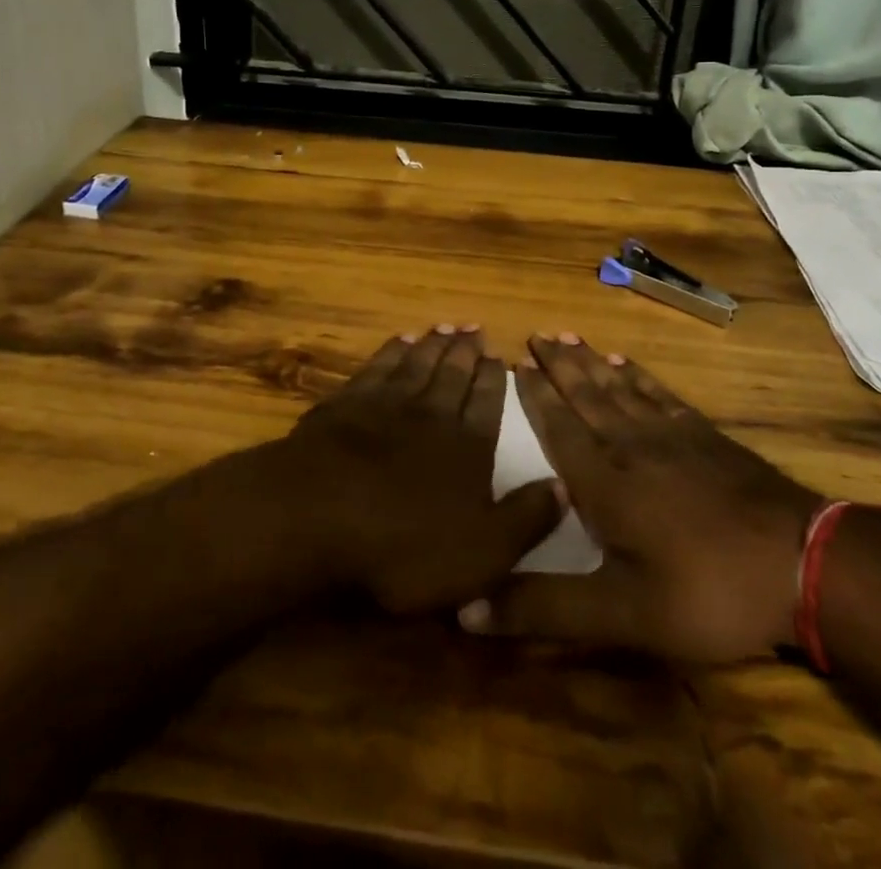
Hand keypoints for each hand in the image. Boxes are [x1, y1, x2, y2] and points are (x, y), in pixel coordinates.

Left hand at [279, 326, 564, 614]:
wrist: (316, 516)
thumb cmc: (404, 546)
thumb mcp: (482, 553)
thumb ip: (526, 519)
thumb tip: (564, 486)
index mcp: (467, 447)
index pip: (488, 403)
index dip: (495, 380)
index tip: (500, 356)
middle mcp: (431, 414)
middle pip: (453, 374)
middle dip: (466, 351)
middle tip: (475, 327)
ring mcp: (385, 403)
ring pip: (417, 363)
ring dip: (433, 345)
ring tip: (445, 327)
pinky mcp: (345, 403)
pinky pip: (377, 366)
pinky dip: (392, 351)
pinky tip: (399, 341)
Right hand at [460, 335, 820, 662]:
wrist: (801, 563)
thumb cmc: (705, 591)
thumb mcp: (620, 615)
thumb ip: (544, 609)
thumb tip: (465, 611)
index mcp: (603, 484)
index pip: (559, 429)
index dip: (536, 397)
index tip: (515, 364)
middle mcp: (630, 447)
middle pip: (586, 396)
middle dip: (558, 366)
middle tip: (537, 334)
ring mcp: (672, 436)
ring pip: (619, 388)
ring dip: (591, 363)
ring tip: (569, 337)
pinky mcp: (705, 435)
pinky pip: (660, 394)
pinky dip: (639, 376)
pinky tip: (627, 364)